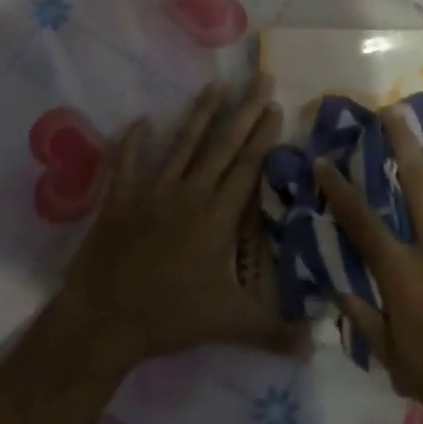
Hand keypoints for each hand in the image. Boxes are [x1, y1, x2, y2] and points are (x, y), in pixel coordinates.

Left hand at [53, 73, 297, 368]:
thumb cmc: (169, 317)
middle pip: (222, 144)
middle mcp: (189, 193)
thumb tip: (318, 345)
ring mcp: (152, 191)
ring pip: (182, 143)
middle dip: (244, 110)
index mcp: (217, 216)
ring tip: (215, 85)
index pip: (247, 166)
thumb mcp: (228, 324)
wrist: (104, 320)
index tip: (276, 106)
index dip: (263, 135)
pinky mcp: (120, 198)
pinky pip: (128, 162)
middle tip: (259, 78)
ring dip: (200, 113)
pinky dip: (134, 141)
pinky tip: (141, 120)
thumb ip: (274, 331)